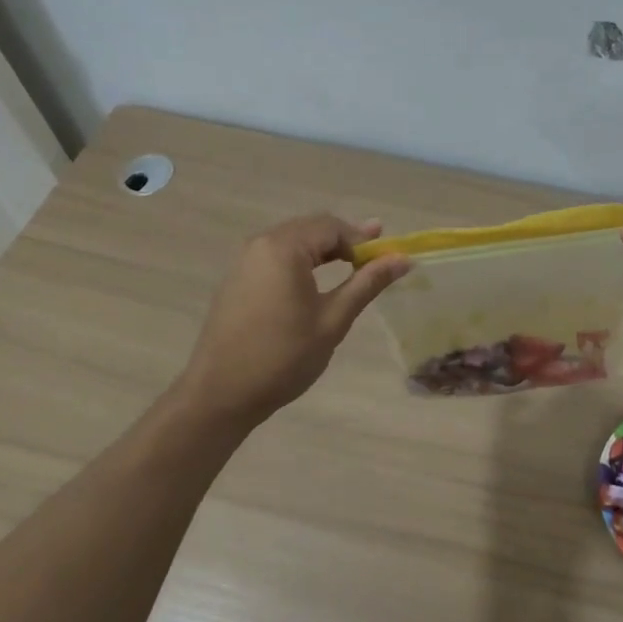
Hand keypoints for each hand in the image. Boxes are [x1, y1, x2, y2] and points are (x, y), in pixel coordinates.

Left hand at [178, 214, 410, 423]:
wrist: (220, 394)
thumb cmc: (283, 357)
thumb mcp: (332, 320)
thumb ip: (367, 283)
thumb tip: (402, 259)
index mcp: (283, 248)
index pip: (332, 227)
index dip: (362, 240)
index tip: (386, 259)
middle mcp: (260, 244)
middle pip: (311, 228)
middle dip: (344, 240)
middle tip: (375, 255)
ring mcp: (244, 262)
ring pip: (293, 241)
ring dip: (323, 250)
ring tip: (351, 264)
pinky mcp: (237, 280)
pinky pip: (276, 257)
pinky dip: (302, 262)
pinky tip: (315, 281)